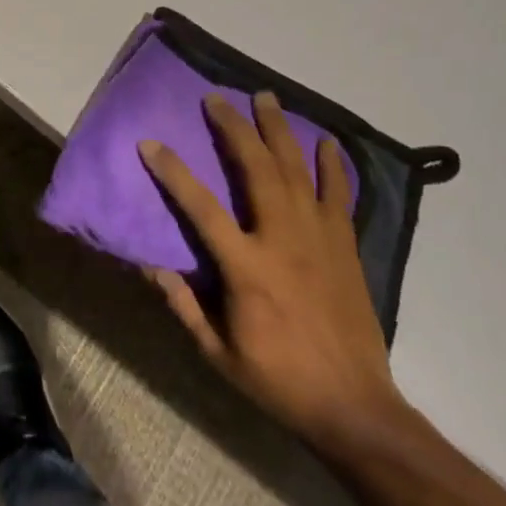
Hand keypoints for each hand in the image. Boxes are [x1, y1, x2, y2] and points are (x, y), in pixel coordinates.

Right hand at [139, 92, 404, 444]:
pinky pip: (338, 196)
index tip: (151, 143)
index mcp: (246, 268)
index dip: (173, 172)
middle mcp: (282, 241)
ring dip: (279, 131)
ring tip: (267, 99)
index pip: (201, 208)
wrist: (355, 407)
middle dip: (234, 129)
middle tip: (217, 99)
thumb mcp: (218, 353)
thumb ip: (184, 305)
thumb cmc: (279, 381)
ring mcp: (319, 239)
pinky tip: (326, 143)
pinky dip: (332, 166)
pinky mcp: (345, 247)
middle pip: (256, 170)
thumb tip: (150, 265)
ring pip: (297, 171)